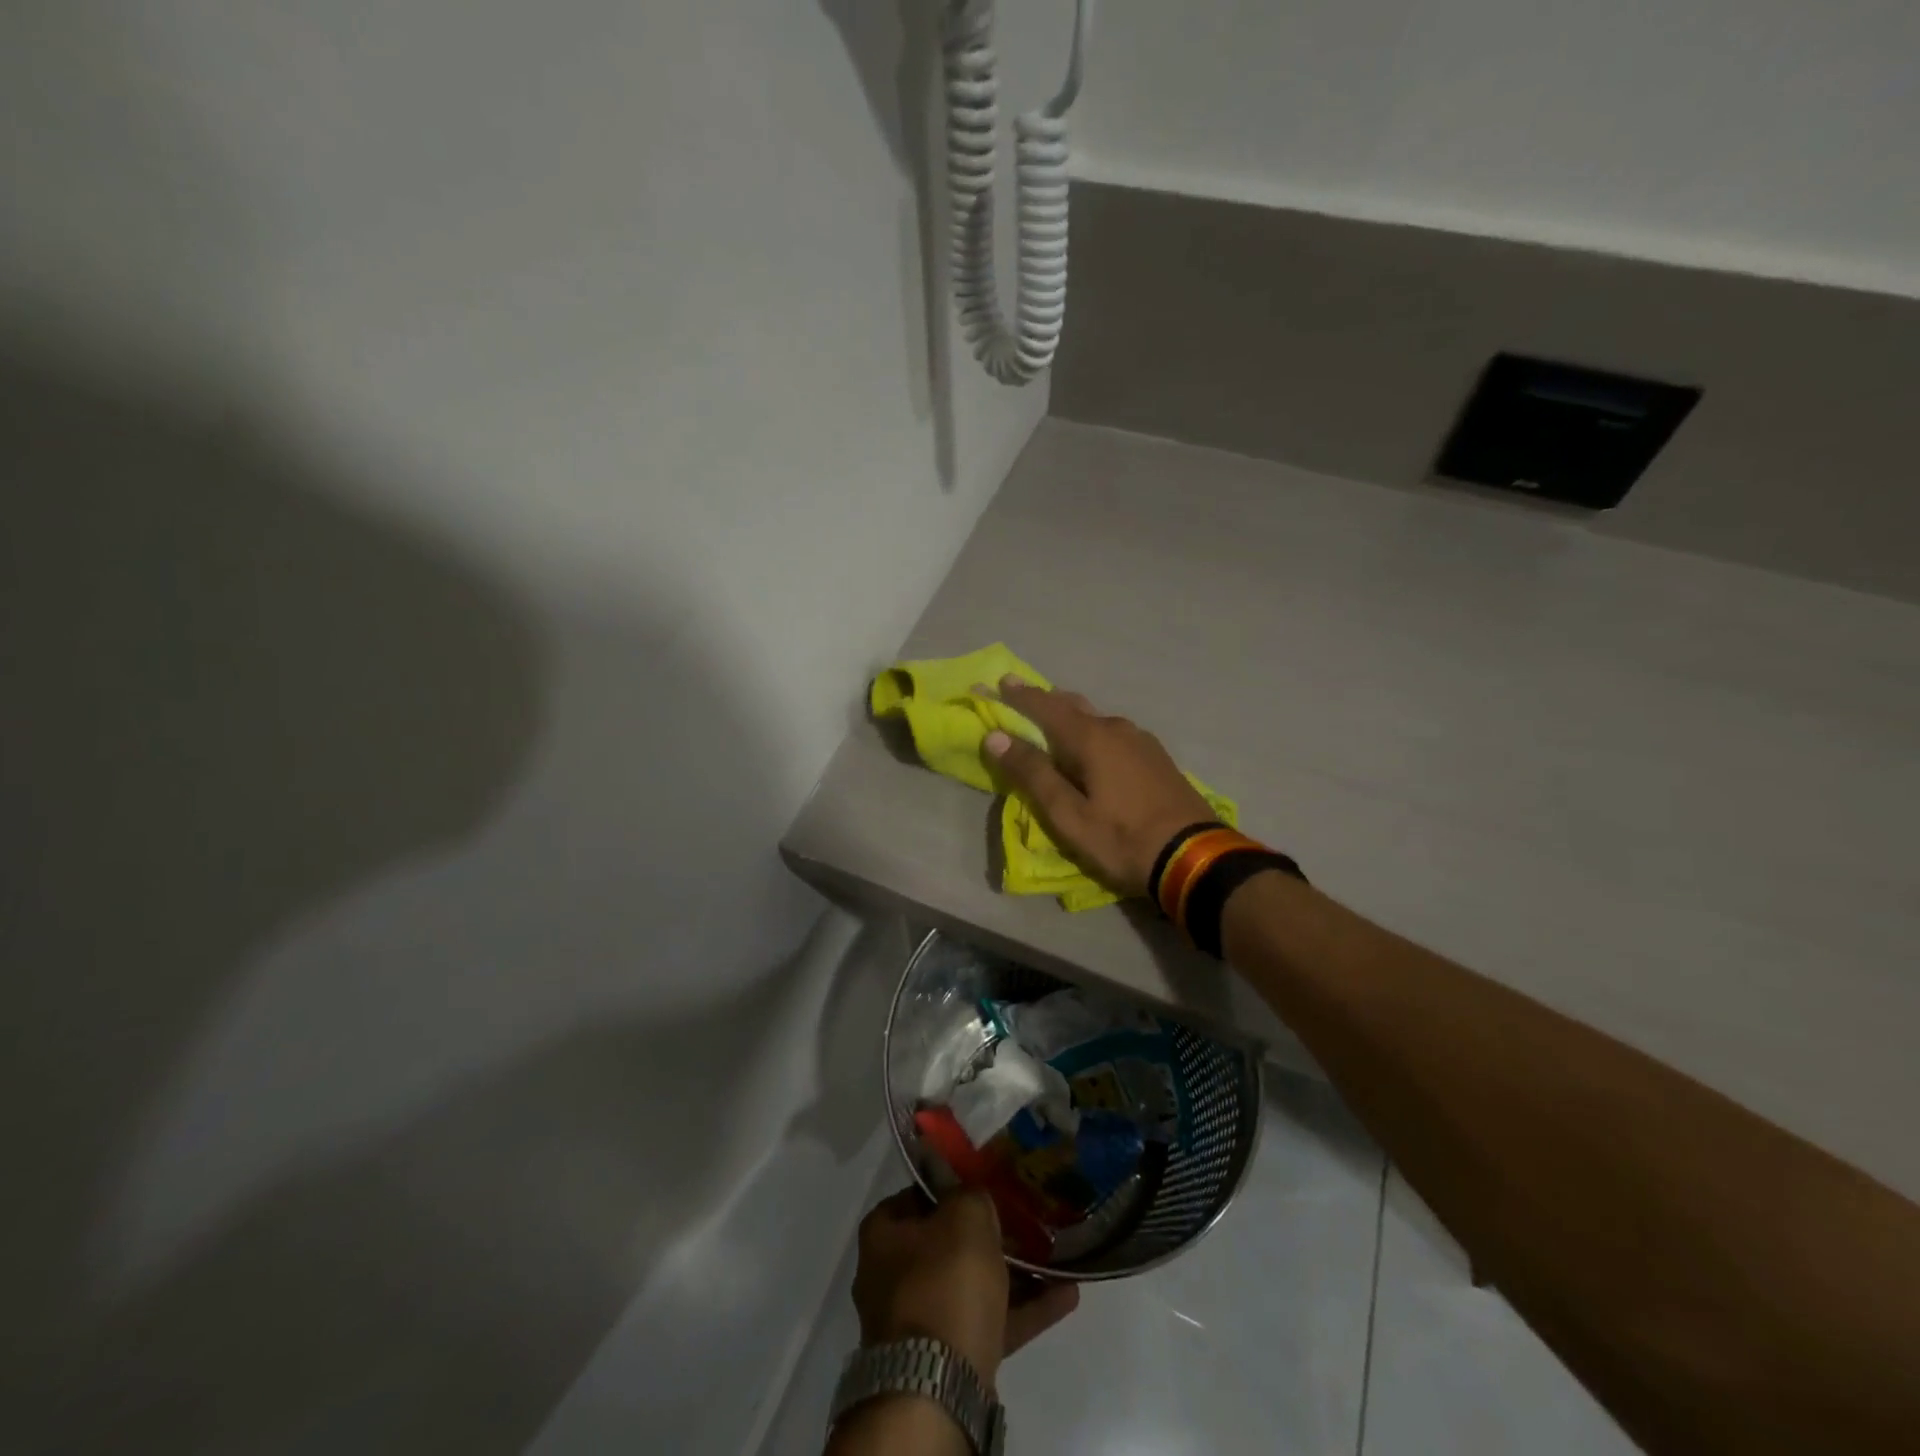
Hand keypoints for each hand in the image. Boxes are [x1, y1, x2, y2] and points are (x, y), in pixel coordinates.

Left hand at [852, 1188, 1078, 1389]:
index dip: (951, 1187)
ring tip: (1053, 1255)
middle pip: (945, 1243)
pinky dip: (1024, 1309)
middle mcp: (892, 1276)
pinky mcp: (948, 1359)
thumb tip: (975, 1199)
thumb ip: (972, 1196)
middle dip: (986, 1234)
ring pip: (971, 1285)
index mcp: (883, 1235)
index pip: (917, 1196)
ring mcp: (919, 1322)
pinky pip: (990, 1322)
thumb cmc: (943, 1281)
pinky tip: (1064, 1295)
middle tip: (1023, 1219)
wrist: (937, 1384)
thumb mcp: (964, 1215)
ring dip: (1013, 1272)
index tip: (984, 1182)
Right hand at [983, 676, 1215, 898]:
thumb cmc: (1122, 838)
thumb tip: (996, 736)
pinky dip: (1092, 734)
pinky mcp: (1156, 759)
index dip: (1019, 695)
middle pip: (1074, 706)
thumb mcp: (1068, 814)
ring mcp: (1142, 742)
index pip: (1046, 706)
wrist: (1194, 857)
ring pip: (1096, 720)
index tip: (998, 681)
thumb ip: (1033, 774)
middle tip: (1022, 699)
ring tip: (1053, 726)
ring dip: (1070, 718)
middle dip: (1045, 702)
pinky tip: (1093, 749)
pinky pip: (1114, 734)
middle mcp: (1117, 729)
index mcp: (1091, 738)